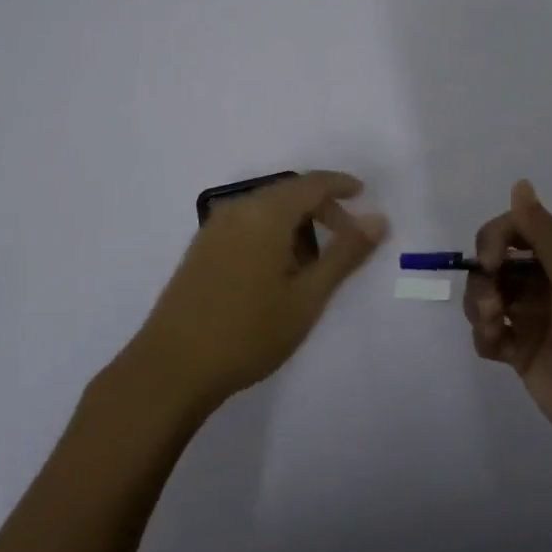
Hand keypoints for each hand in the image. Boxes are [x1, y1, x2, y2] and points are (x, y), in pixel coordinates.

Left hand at [132, 171, 388, 413]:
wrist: (171, 369)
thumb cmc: (248, 332)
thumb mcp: (308, 296)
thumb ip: (345, 254)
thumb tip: (379, 219)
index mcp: (265, 213)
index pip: (311, 183)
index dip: (340, 185)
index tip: (363, 194)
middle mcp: (238, 210)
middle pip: (288, 193)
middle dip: (321, 209)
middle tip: (346, 238)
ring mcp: (214, 229)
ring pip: (266, 210)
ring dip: (296, 225)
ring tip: (313, 265)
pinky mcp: (200, 249)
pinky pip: (246, 225)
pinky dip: (271, 234)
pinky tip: (277, 272)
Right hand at [463, 180, 551, 456]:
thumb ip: (544, 234)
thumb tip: (519, 183)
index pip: (514, 231)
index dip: (494, 240)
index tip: (489, 262)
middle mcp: (542, 283)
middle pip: (493, 264)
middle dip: (483, 278)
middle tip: (492, 306)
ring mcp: (529, 317)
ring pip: (484, 295)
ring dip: (479, 306)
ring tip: (493, 329)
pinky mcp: (519, 352)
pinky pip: (486, 333)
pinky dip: (483, 336)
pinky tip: (497, 348)